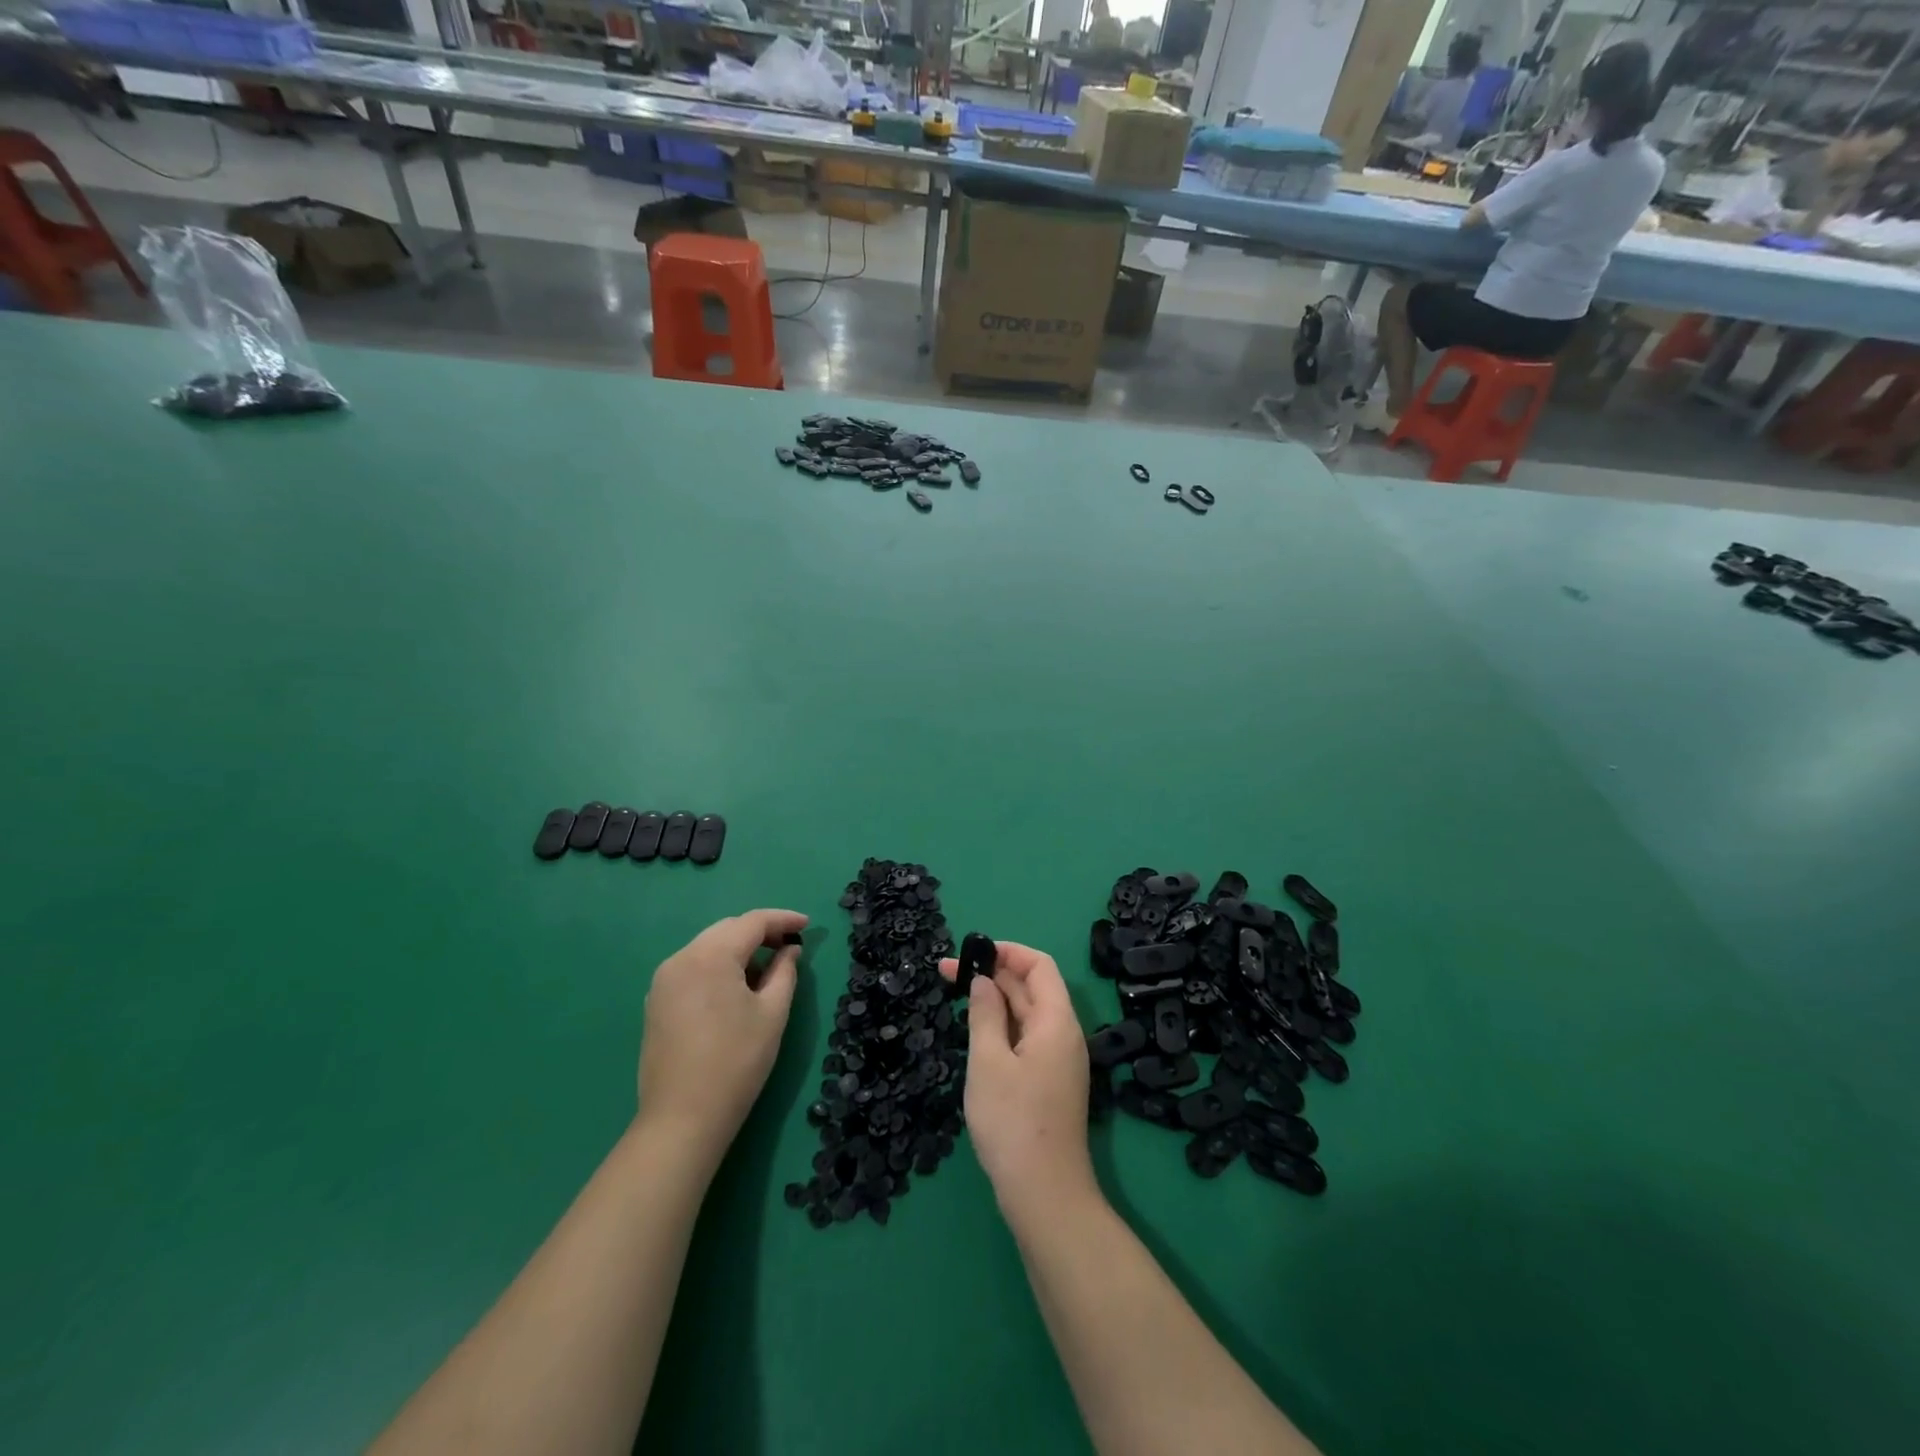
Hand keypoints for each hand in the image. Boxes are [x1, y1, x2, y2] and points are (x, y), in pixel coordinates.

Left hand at [637, 909, 806, 1158]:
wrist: (682, 1118)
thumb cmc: (736, 1062)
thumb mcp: (772, 1013)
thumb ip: (784, 972)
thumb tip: (789, 950)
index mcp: (710, 955)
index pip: (752, 922)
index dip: (783, 919)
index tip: (808, 925)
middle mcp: (681, 958)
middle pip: (727, 930)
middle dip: (760, 932)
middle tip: (790, 947)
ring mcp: (664, 980)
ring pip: (708, 947)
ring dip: (738, 950)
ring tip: (766, 970)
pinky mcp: (656, 1001)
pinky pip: (693, 967)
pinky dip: (718, 966)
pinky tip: (736, 988)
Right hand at [937, 940, 1095, 1218]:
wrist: (1045, 1195)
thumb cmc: (1013, 1122)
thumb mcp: (988, 1061)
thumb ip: (985, 1014)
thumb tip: (983, 981)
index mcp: (1056, 1021)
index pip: (1039, 965)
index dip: (1006, 952)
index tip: (970, 952)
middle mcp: (1063, 1034)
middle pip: (1032, 987)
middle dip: (992, 974)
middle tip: (946, 973)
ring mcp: (1059, 1060)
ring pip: (1028, 1014)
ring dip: (995, 1000)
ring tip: (957, 995)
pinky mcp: (1050, 1082)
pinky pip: (1027, 1038)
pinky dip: (1002, 1025)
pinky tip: (977, 1032)